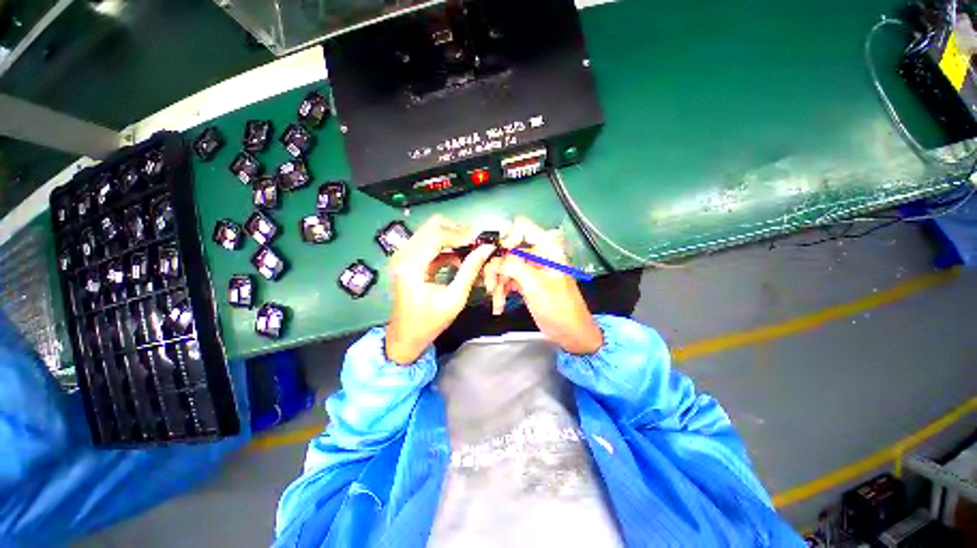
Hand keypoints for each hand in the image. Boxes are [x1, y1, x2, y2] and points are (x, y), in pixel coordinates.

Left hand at [386, 215, 495, 364]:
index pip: (437, 236)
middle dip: (457, 231)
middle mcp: (403, 255)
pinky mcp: (408, 259)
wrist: (406, 335)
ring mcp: (403, 256)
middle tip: (476, 241)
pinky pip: (428, 243)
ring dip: (452, 237)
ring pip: (430, 231)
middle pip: (432, 227)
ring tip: (471, 247)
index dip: (461, 234)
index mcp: (411, 266)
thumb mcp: (455, 298)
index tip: (480, 238)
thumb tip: (486, 248)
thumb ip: (470, 270)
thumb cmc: (430, 321)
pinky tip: (459, 257)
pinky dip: (445, 246)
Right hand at [484, 217, 602, 354]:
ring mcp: (531, 268)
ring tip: (496, 301)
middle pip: (509, 250)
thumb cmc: (558, 307)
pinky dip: (502, 290)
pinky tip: (499, 304)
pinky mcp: (526, 281)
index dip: (507, 239)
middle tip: (490, 286)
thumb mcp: (535, 285)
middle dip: (498, 268)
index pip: (522, 227)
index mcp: (547, 248)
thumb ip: (514, 266)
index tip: (498, 257)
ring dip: (498, 283)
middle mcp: (539, 254)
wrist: (570, 332)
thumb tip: (495, 259)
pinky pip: (508, 279)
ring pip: (505, 266)